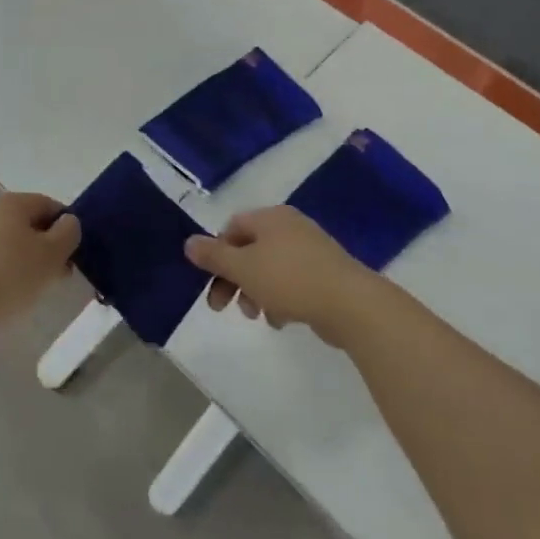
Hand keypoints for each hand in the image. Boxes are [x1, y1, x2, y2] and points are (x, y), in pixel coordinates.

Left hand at [0, 192, 79, 334]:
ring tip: (36, 289)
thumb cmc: (9, 278)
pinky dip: (7, 271)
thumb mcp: (52, 255)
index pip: (51, 205)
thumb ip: (69, 233)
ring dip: (29, 261)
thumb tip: (68, 223)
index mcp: (13, 202)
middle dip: (49, 247)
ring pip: (12, 243)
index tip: (74, 257)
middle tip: (59, 276)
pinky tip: (10, 294)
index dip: (68, 229)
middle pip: (31, 224)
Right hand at [184, 206, 378, 341]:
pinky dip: (280, 298)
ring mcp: (311, 249)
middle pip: (249, 250)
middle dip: (233, 279)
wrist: (350, 303)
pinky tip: (281, 320)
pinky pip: (292, 282)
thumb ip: (214, 256)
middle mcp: (290, 227)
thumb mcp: (243, 268)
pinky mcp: (326, 274)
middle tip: (221, 307)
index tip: (209, 281)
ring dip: (255, 292)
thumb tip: (189, 242)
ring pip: (270, 268)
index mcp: (270, 218)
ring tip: (258, 316)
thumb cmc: (290, 279)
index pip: (232, 228)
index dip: (216, 254)